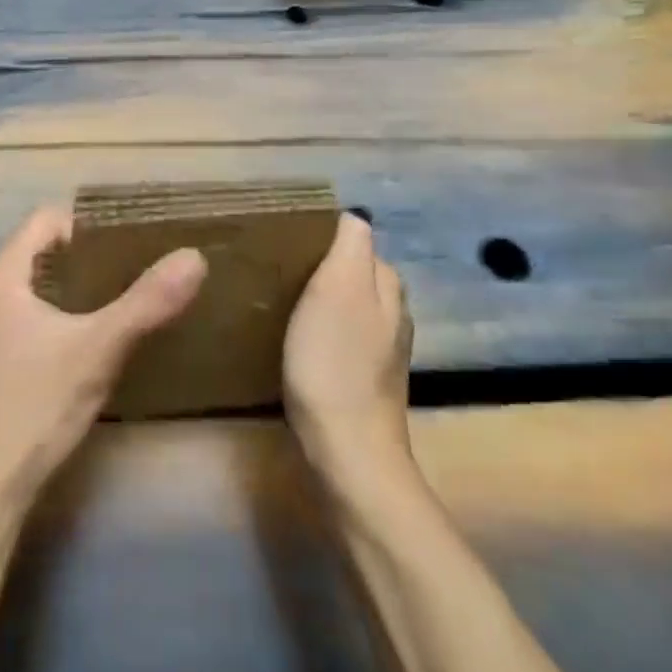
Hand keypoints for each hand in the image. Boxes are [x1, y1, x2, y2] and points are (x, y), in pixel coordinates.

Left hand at [0, 206, 207, 510]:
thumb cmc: (33, 407)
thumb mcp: (98, 350)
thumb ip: (147, 303)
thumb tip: (195, 256)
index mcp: (2, 275)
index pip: (47, 219)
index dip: (90, 223)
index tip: (131, 239)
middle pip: (43, 252)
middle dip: (89, 257)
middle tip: (137, 268)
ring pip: (38, 288)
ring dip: (77, 290)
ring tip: (124, 301)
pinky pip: (31, 318)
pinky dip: (63, 318)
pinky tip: (93, 343)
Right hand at [283, 212, 413, 486]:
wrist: (348, 455)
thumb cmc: (334, 362)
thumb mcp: (339, 288)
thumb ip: (350, 246)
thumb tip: (353, 216)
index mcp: (386, 285)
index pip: (356, 240)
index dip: (323, 237)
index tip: (287, 241)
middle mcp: (393, 314)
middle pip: (354, 273)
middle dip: (322, 266)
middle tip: (278, 269)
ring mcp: (382, 351)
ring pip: (348, 306)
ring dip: (321, 300)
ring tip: (281, 301)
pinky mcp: (365, 381)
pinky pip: (341, 338)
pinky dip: (322, 332)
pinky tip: (298, 341)